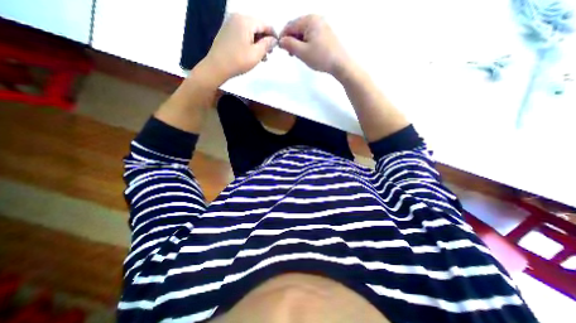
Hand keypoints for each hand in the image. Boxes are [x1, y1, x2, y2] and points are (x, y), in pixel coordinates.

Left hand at [203, 14, 277, 83]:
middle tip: (269, 54)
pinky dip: (249, 43)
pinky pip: (242, 34)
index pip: (264, 24)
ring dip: (258, 43)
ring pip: (250, 31)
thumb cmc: (238, 61)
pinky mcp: (227, 32)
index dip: (273, 35)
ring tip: (262, 57)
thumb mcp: (256, 54)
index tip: (278, 46)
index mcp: (245, 21)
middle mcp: (237, 17)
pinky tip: (252, 54)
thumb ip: (267, 44)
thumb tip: (274, 40)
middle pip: (257, 27)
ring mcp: (230, 24)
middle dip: (265, 40)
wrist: (216, 67)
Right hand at [279, 14, 351, 76]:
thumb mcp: (302, 52)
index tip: (280, 48)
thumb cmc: (321, 57)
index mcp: (309, 20)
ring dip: (297, 43)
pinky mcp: (325, 34)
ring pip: (303, 33)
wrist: (340, 64)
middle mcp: (316, 19)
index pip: (290, 25)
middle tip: (289, 54)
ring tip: (297, 55)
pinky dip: (305, 43)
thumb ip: (289, 45)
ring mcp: (322, 26)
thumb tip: (280, 41)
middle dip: (291, 40)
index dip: (283, 36)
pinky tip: (305, 53)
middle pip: (297, 28)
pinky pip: (310, 36)